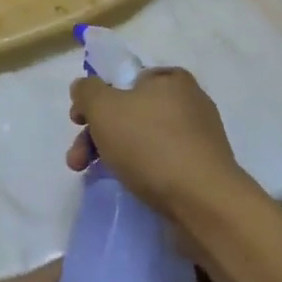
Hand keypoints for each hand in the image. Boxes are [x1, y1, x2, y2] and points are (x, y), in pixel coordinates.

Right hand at [68, 67, 249, 219]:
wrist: (203, 202)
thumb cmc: (151, 145)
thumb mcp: (105, 108)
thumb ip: (87, 91)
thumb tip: (84, 87)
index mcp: (170, 79)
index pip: (124, 80)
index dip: (96, 98)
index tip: (77, 122)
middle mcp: (188, 101)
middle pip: (129, 111)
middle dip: (96, 133)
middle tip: (77, 159)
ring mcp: (198, 137)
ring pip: (142, 138)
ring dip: (112, 153)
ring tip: (90, 175)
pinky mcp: (202, 168)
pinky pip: (161, 161)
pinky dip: (140, 169)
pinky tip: (127, 184)